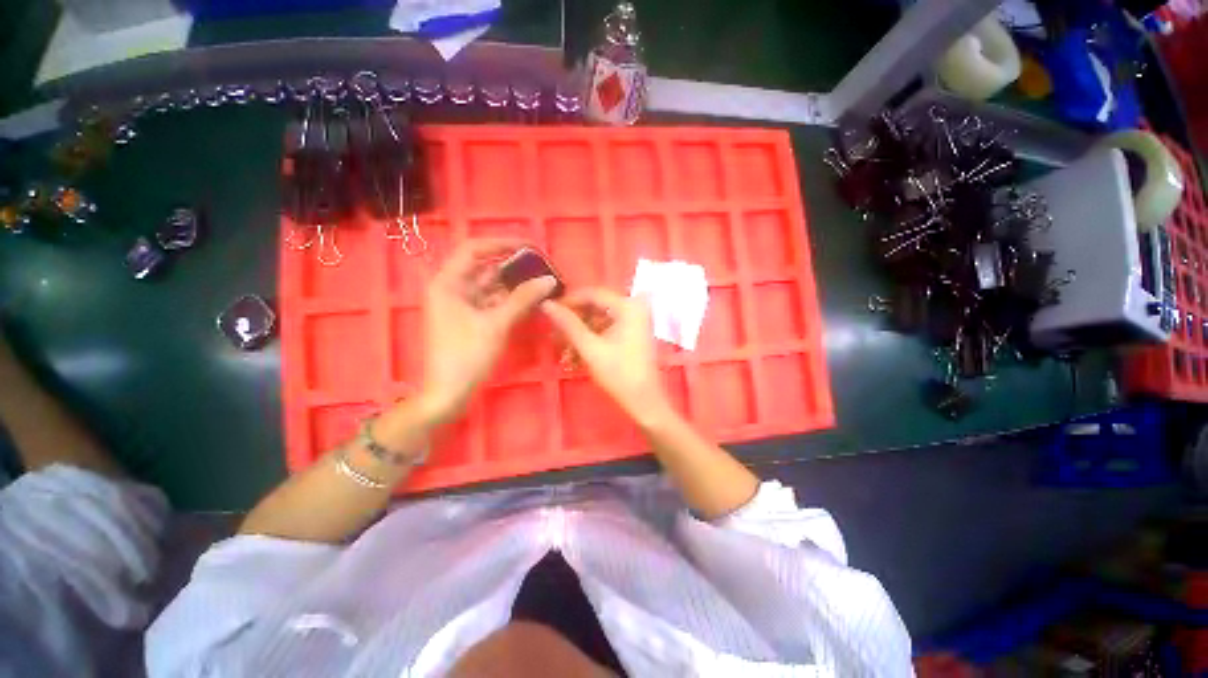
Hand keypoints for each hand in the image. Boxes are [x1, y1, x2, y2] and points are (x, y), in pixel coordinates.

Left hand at [421, 238, 555, 422]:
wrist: (448, 394)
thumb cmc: (466, 355)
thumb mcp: (497, 324)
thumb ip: (523, 299)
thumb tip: (549, 280)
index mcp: (448, 283)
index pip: (474, 249)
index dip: (502, 244)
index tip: (529, 247)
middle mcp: (452, 289)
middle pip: (485, 268)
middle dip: (513, 267)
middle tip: (542, 267)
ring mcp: (461, 305)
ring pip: (491, 287)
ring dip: (514, 285)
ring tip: (541, 283)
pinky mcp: (470, 319)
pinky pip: (492, 302)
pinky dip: (510, 301)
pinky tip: (531, 301)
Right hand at [541, 288, 673, 427]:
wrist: (644, 401)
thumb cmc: (619, 374)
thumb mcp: (589, 348)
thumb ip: (568, 324)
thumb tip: (546, 304)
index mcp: (628, 305)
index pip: (591, 294)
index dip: (568, 302)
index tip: (548, 312)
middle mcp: (635, 306)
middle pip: (596, 306)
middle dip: (574, 321)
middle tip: (554, 333)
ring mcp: (636, 320)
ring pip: (600, 318)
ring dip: (581, 332)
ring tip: (562, 348)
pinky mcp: (634, 332)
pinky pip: (608, 328)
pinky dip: (592, 338)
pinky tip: (576, 354)